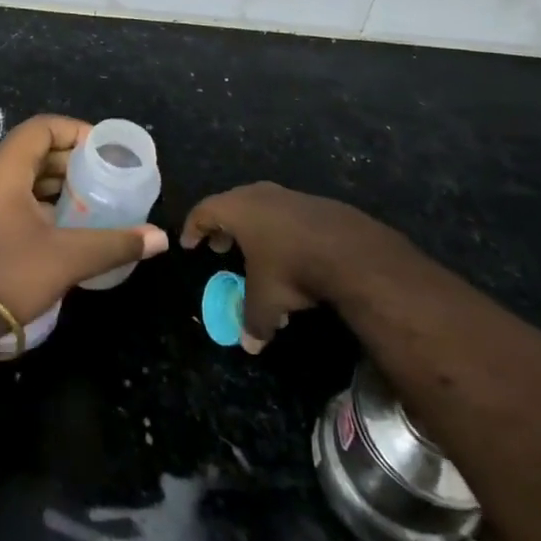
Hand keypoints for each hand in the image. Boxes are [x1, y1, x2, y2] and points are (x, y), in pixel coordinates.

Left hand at [0, 115, 167, 339]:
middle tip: (106, 176)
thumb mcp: (66, 257)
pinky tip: (67, 224)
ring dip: (58, 182)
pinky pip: (15, 196)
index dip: (76, 131)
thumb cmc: (7, 274)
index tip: (105, 150)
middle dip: (71, 159)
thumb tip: (159, 238)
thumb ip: (114, 243)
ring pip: (24, 175)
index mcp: (4, 168)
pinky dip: (42, 201)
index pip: (42, 128)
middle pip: (34, 149)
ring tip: (93, 199)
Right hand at [181, 182, 373, 353]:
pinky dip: (280, 232)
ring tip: (257, 255)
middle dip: (223, 228)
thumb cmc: (291, 268)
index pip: (203, 212)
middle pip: (231, 206)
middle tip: (220, 248)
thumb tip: (248, 345)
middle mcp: (258, 195)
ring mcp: (289, 196)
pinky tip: (291, 255)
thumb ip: (252, 320)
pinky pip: (287, 216)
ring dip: (254, 231)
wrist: (352, 251)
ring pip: (261, 209)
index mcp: (236, 209)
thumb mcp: (266, 300)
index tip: (189, 244)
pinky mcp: (316, 204)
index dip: (193, 228)